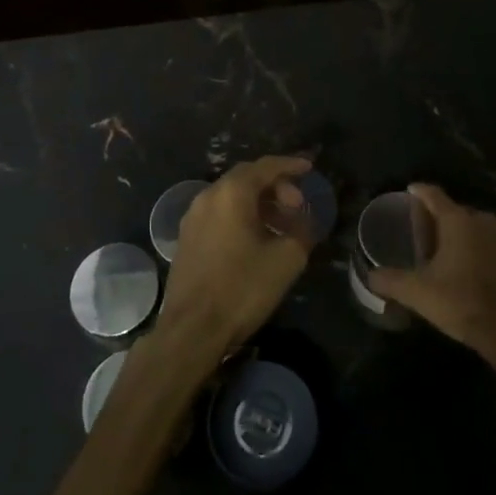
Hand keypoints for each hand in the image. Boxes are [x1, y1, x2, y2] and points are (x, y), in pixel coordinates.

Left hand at [159, 156, 313, 363]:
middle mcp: (208, 197)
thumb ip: (302, 232)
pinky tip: (256, 241)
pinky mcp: (186, 239)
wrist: (192, 329)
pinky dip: (241, 217)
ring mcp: (192, 218)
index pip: (265, 166)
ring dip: (259, 204)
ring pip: (231, 198)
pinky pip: (219, 215)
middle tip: (297, 206)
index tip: (309, 167)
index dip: (290, 165)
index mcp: (231, 193)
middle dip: (275, 187)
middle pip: (246, 179)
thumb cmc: (242, 288)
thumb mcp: (286, 260)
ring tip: (281, 226)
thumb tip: (305, 222)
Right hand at [368, 183, 495, 357]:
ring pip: (477, 227)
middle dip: (440, 218)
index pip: (433, 195)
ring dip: (464, 234)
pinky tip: (475, 267)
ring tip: (449, 250)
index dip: (419, 192)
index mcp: (457, 221)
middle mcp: (483, 220)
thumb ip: (390, 281)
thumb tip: (370, 277)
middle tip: (425, 233)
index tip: (410, 191)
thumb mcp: (417, 293)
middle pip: (456, 211)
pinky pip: (494, 244)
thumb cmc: (460, 302)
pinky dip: (483, 249)